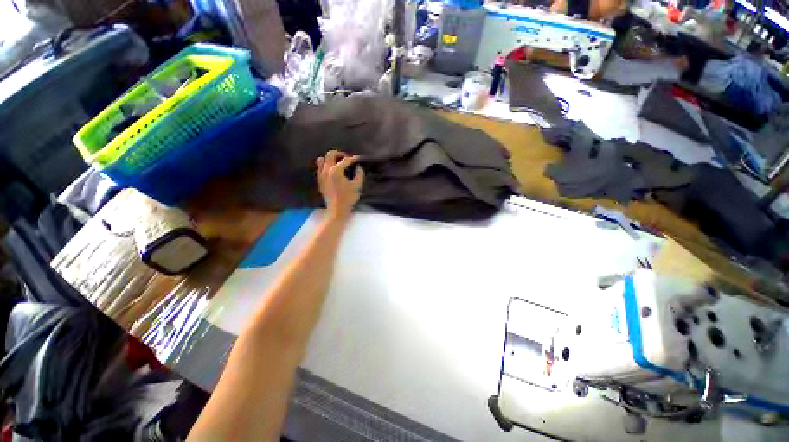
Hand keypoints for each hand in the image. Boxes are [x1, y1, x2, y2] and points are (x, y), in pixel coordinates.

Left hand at [316, 150, 364, 219]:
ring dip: (330, 159)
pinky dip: (325, 166)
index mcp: (336, 170)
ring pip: (322, 160)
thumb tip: (358, 167)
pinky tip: (332, 171)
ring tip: (337, 163)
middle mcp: (326, 170)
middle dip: (339, 154)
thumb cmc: (348, 198)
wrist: (337, 210)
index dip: (353, 159)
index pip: (345, 160)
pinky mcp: (319, 181)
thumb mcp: (357, 185)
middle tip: (346, 158)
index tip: (358, 159)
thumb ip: (359, 174)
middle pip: (330, 155)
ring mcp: (321, 175)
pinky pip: (319, 168)